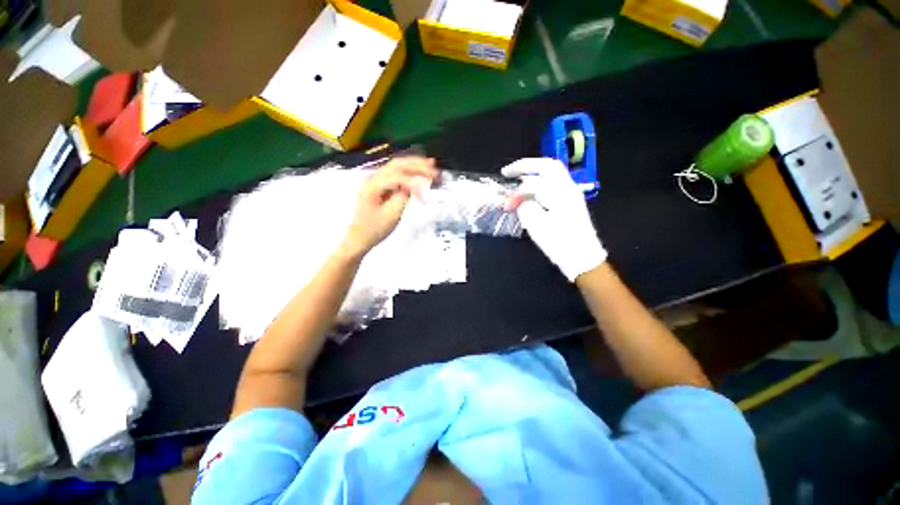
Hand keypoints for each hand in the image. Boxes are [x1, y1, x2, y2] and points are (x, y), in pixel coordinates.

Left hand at [342, 157, 438, 256]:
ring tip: (430, 165)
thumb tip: (415, 186)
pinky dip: (408, 172)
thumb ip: (403, 197)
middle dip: (417, 165)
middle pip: (397, 165)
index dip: (414, 183)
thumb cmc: (374, 229)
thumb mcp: (392, 215)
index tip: (425, 195)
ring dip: (413, 165)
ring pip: (396, 166)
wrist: (359, 238)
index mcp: (373, 185)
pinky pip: (395, 174)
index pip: (397, 177)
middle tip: (434, 168)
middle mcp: (373, 178)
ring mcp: (375, 180)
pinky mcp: (379, 186)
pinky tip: (418, 172)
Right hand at [502, 158, 606, 280]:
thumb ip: (525, 206)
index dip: (522, 167)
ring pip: (548, 182)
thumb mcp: (537, 225)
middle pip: (548, 169)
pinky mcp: (568, 208)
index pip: (542, 169)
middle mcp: (568, 190)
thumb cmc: (560, 242)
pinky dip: (535, 194)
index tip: (505, 174)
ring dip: (529, 184)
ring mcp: (570, 198)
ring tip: (514, 194)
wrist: (582, 259)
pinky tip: (526, 203)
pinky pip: (549, 193)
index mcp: (562, 191)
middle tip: (510, 175)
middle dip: (527, 169)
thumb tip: (518, 200)